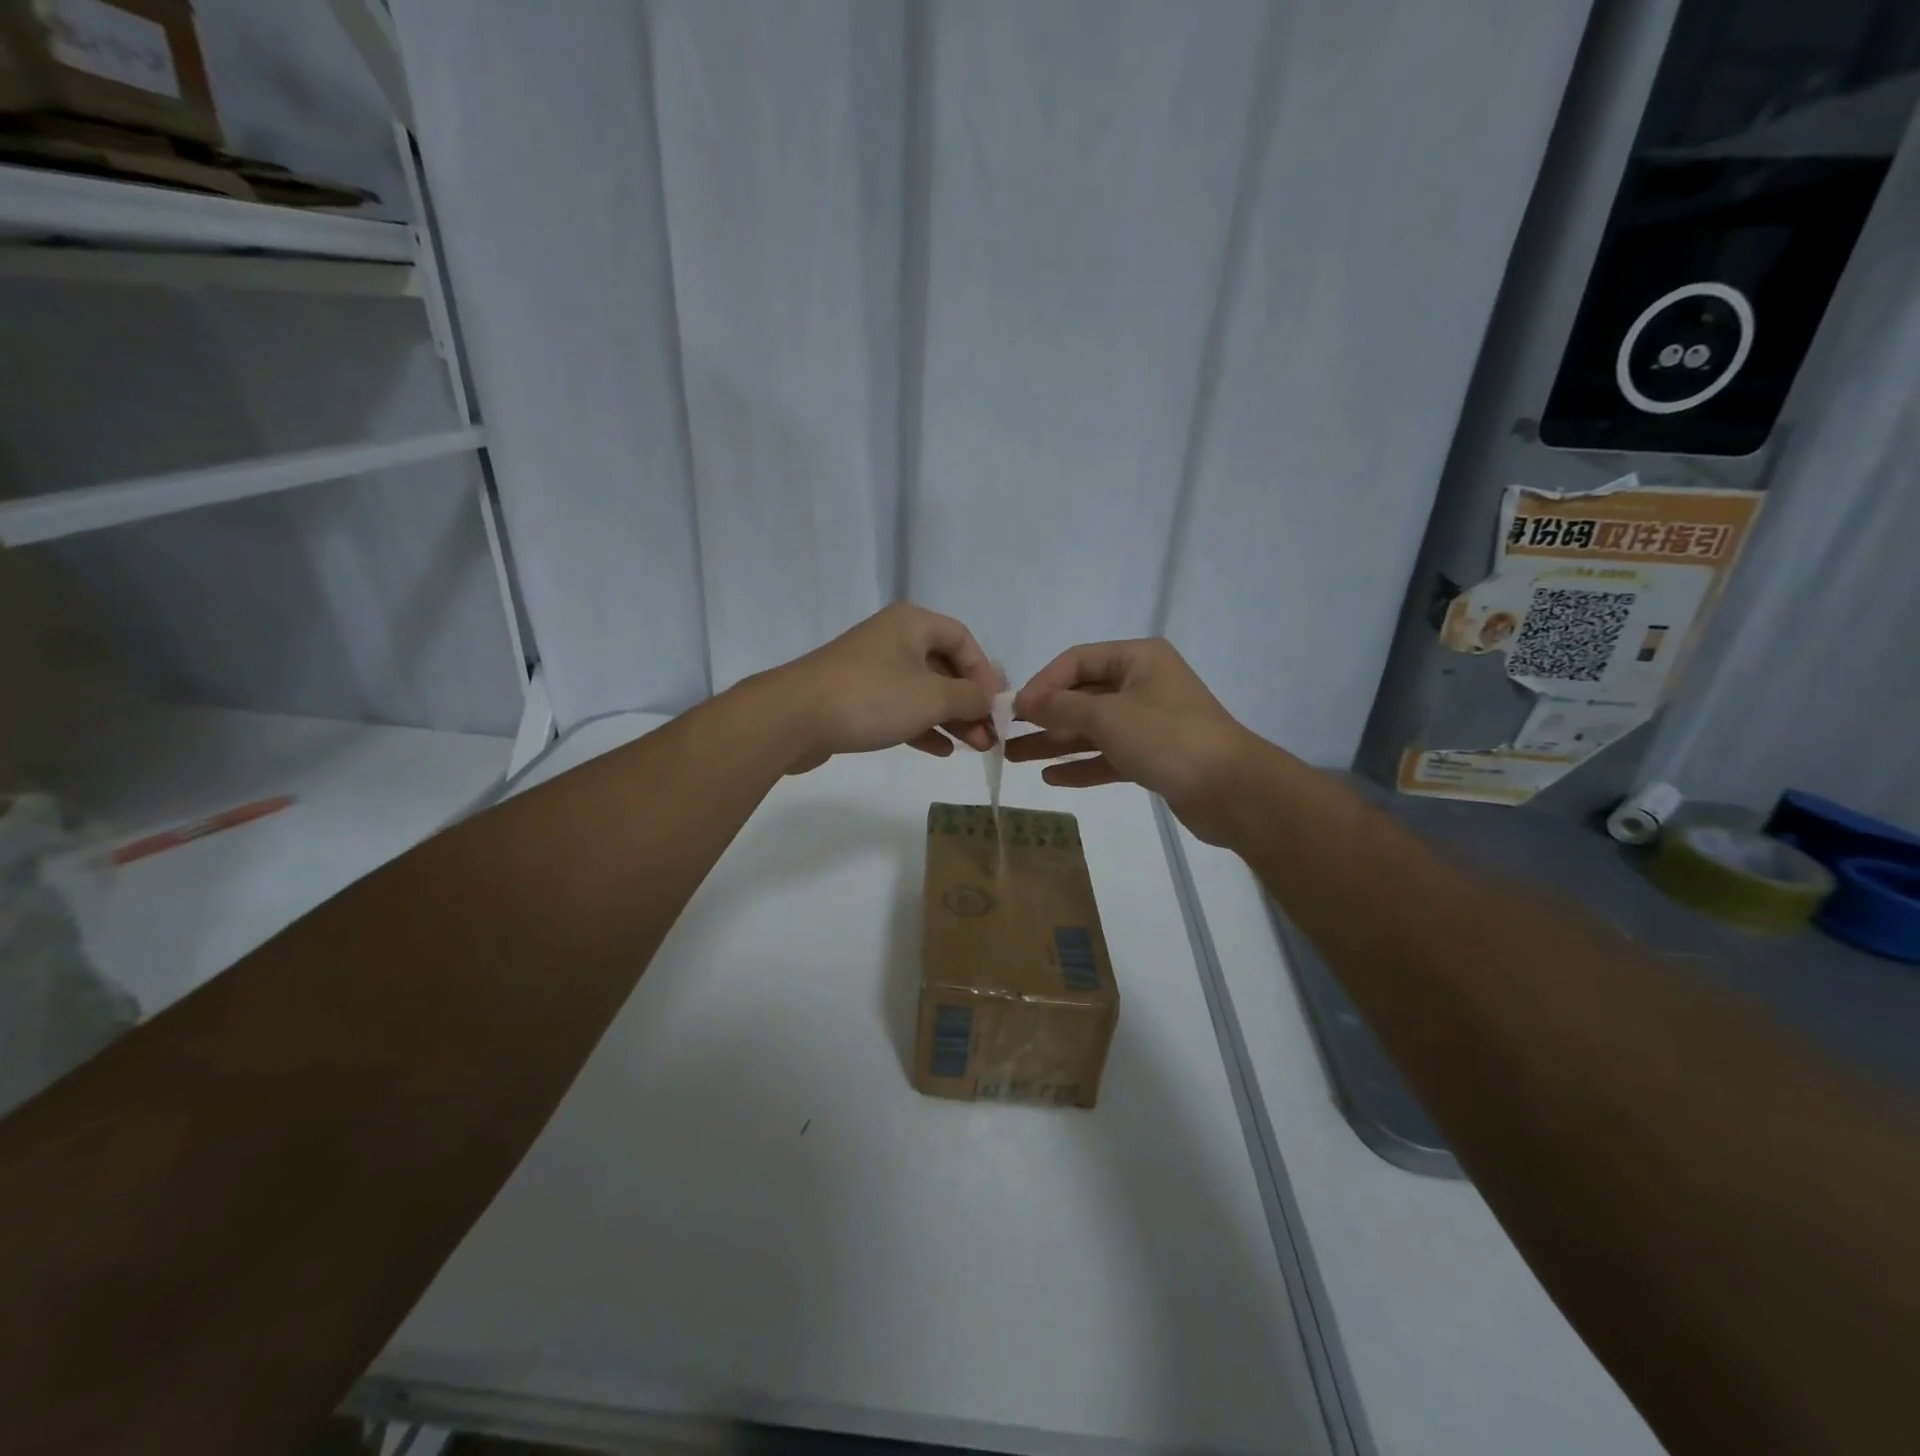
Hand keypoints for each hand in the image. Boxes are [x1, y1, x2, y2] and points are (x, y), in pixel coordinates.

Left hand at [768, 603, 998, 773]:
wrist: (793, 718)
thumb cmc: (871, 698)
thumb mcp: (932, 697)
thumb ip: (969, 697)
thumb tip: (989, 700)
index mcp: (912, 624)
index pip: (963, 639)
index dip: (984, 672)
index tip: (994, 706)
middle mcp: (893, 639)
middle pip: (944, 667)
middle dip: (969, 702)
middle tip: (989, 736)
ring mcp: (871, 669)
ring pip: (923, 691)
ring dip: (950, 718)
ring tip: (973, 747)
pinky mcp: (855, 698)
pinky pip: (900, 708)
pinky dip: (922, 726)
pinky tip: (941, 750)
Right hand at [1008, 638, 1263, 843]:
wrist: (1232, 790)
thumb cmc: (1167, 738)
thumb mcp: (1107, 716)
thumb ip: (1061, 708)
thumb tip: (1026, 702)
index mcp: (1137, 659)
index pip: (1076, 661)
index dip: (1042, 683)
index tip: (1015, 711)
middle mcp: (1143, 685)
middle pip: (1082, 696)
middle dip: (1044, 717)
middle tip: (1006, 737)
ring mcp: (1149, 722)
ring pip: (1092, 729)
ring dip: (1055, 743)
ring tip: (1016, 759)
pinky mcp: (1153, 757)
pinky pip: (1108, 756)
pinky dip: (1081, 765)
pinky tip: (1051, 777)